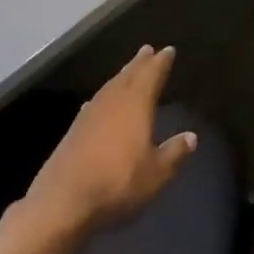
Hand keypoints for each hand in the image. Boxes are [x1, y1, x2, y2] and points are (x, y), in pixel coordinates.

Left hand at [21, 45, 197, 236]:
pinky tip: (101, 102)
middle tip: (147, 50)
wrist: (62, 202)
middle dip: (140, 63)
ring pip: (110, 86)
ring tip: (129, 70)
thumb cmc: (117, 183)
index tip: (168, 50)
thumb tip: (191, 137)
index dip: (161, 63)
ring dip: (121, 76)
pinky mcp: (74, 130)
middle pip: (128, 75)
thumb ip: (174, 153)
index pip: (151, 75)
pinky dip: (104, 97)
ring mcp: (90, 114)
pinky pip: (95, 102)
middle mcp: (112, 102)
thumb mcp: (156, 174)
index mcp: (136, 105)